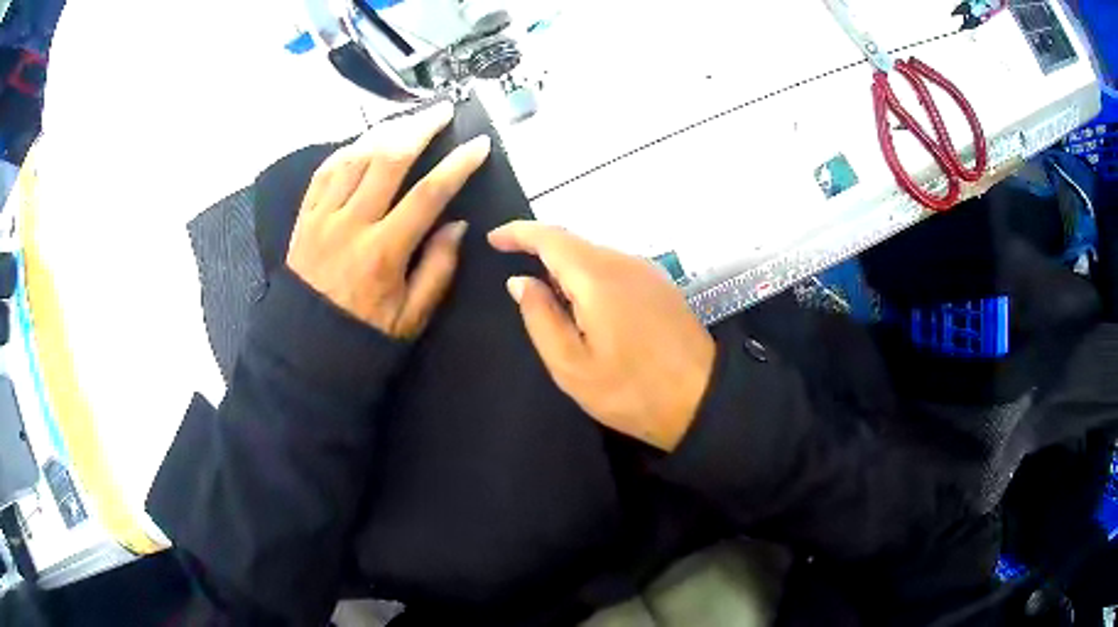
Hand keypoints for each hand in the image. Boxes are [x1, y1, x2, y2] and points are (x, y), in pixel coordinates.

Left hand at [287, 102, 490, 338]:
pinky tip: (363, 142)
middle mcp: (351, 225)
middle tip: (443, 111)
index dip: (457, 166)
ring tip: (408, 120)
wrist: (306, 349)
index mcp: (383, 252)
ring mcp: (322, 218)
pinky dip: (346, 151)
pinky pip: (324, 172)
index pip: (427, 195)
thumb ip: (437, 269)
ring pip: (355, 158)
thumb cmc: (364, 335)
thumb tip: (457, 224)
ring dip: (385, 132)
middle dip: (421, 129)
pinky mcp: (303, 218)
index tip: (479, 145)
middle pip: (388, 161)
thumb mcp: (411, 316)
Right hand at [488, 222, 715, 450]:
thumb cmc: (631, 391)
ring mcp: (647, 271)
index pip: (549, 237)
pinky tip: (588, 310)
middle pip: (573, 243)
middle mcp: (623, 262)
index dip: (517, 233)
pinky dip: (590, 278)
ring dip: (566, 270)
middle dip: (540, 254)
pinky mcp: (660, 285)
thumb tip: (520, 282)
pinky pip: (614, 268)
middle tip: (520, 286)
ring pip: (594, 256)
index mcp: (597, 277)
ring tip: (554, 307)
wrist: (703, 399)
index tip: (493, 240)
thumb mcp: (571, 366)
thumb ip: (540, 318)